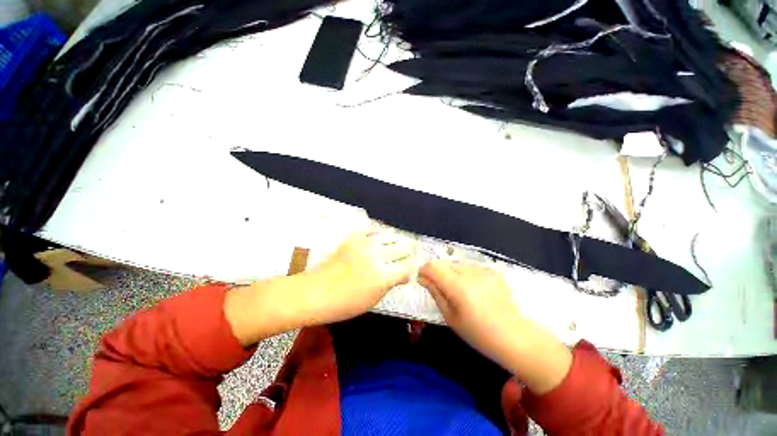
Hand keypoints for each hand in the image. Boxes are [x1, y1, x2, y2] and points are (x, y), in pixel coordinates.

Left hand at [304, 229, 416, 323]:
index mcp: (383, 276)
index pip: (407, 267)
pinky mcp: (354, 238)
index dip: (414, 266)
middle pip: (402, 247)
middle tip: (413, 250)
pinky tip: (381, 236)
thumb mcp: (373, 300)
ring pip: (390, 236)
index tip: (416, 266)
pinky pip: (372, 229)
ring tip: (401, 242)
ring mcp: (365, 244)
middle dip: (410, 250)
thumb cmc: (345, 304)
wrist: (315, 292)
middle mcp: (377, 256)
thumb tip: (404, 274)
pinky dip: (379, 232)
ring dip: (398, 239)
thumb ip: (391, 284)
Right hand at [419, 260, 524, 367]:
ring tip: (461, 291)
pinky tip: (475, 290)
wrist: (514, 337)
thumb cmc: (478, 333)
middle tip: (443, 290)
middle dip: (438, 273)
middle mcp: (469, 272)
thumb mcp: (450, 316)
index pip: (432, 266)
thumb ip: (435, 293)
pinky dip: (467, 275)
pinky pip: (471, 268)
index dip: (424, 271)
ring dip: (453, 273)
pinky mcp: (493, 271)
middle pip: (444, 263)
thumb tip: (423, 278)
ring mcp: (483, 270)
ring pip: (457, 264)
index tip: (424, 280)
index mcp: (457, 286)